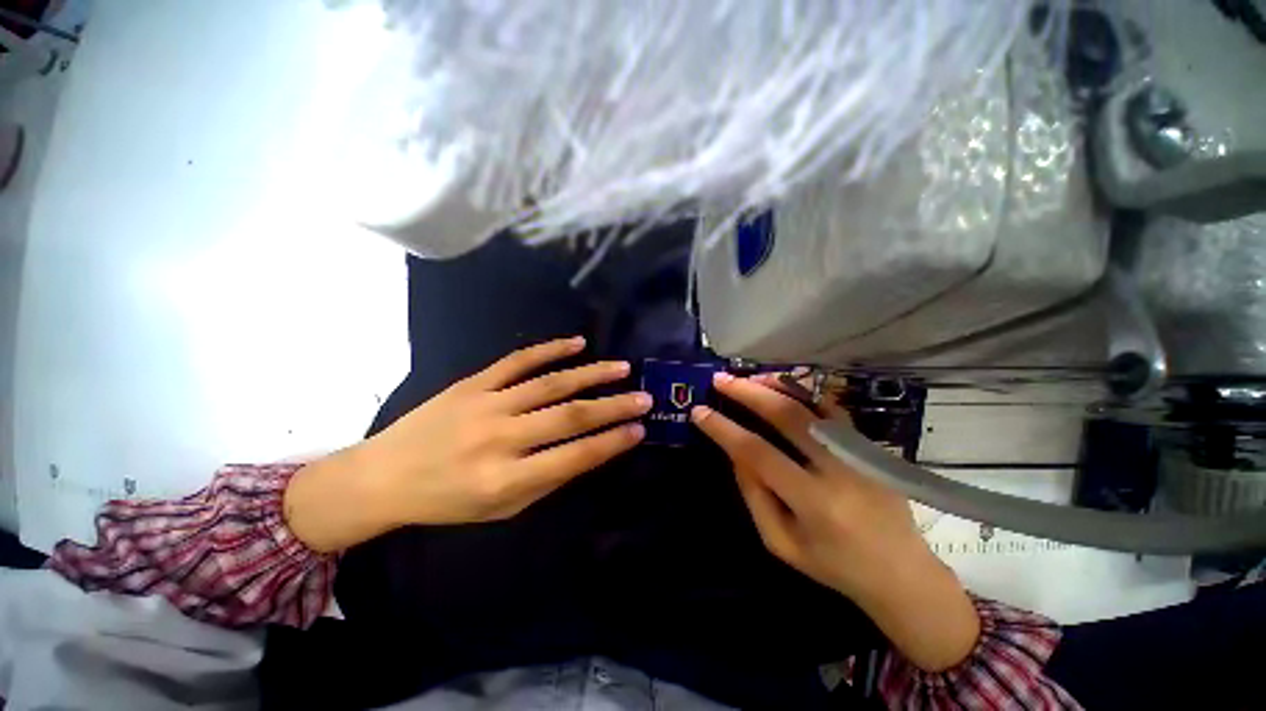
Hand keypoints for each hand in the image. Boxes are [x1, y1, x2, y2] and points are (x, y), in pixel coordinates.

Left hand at [285, 337, 649, 551]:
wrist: (384, 476)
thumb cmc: (448, 502)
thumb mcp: (501, 508)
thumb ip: (547, 478)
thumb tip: (590, 449)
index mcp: (506, 480)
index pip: (574, 457)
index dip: (611, 443)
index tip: (639, 430)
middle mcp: (500, 439)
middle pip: (569, 417)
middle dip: (613, 407)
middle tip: (644, 397)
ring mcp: (486, 404)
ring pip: (550, 383)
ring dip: (591, 374)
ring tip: (622, 368)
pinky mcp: (473, 382)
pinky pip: (518, 361)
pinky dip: (550, 349)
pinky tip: (577, 342)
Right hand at [693, 372, 979, 670]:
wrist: (902, 573)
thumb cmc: (833, 566)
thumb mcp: (781, 543)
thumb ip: (754, 495)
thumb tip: (735, 452)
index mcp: (813, 502)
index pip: (758, 453)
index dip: (724, 429)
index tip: (699, 412)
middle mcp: (837, 470)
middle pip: (786, 416)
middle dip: (747, 393)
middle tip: (720, 379)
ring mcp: (858, 453)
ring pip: (811, 404)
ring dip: (775, 385)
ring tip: (747, 377)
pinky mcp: (869, 446)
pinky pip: (832, 408)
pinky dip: (803, 391)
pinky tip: (782, 385)